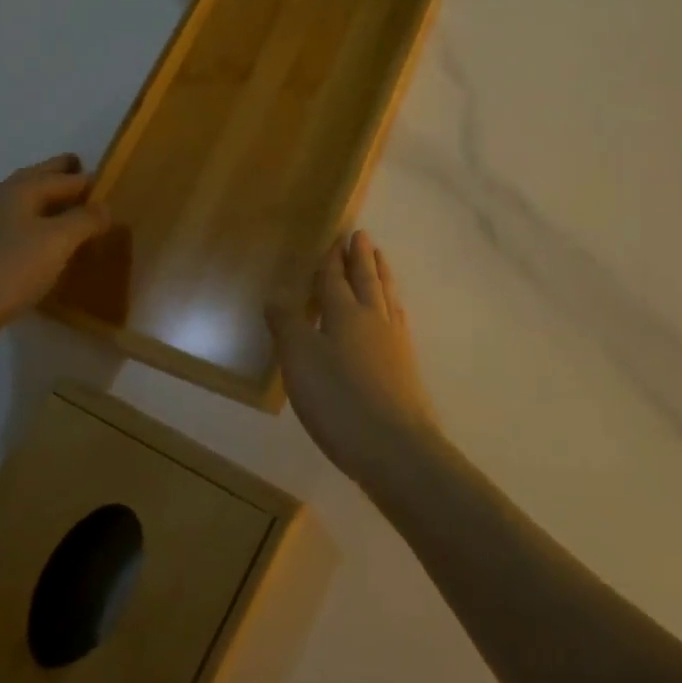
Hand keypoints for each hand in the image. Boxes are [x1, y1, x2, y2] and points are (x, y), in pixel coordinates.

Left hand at [0, 154, 111, 358]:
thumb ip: (86, 219)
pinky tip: (38, 243)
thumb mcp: (59, 241)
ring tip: (65, 210)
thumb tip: (104, 206)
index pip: (61, 177)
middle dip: (57, 174)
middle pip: (34, 180)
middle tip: (80, 170)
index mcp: (17, 190)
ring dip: (43, 201)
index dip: (86, 179)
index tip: (108, 183)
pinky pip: (10, 227)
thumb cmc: (11, 269)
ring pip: (20, 204)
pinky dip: (30, 225)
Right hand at [267, 231, 440, 489]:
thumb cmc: (339, 400)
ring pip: (387, 296)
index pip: (336, 279)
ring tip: (381, 259)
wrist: (394, 446)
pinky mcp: (406, 365)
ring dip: (381, 275)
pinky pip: (398, 319)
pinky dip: (394, 305)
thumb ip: (287, 325)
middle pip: (367, 280)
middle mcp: (373, 319)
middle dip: (362, 257)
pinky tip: (396, 310)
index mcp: (345, 313)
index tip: (338, 237)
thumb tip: (276, 295)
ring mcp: (394, 342)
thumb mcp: (300, 361)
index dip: (334, 260)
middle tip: (363, 236)